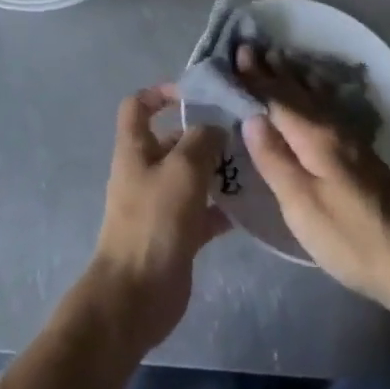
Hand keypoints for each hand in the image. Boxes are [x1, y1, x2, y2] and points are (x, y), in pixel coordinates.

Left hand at [85, 85, 230, 354]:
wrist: (136, 295)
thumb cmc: (155, 222)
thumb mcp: (182, 169)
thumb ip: (202, 139)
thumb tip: (215, 127)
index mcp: (135, 149)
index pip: (138, 106)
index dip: (162, 93)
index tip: (196, 94)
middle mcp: (145, 172)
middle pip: (174, 140)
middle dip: (205, 134)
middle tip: (243, 132)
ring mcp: (160, 204)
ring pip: (192, 176)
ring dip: (218, 170)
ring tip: (253, 165)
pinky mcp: (176, 234)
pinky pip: (202, 211)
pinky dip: (222, 207)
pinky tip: (249, 206)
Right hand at [236, 46, 389, 306]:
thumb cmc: (348, 236)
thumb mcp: (301, 204)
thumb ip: (275, 159)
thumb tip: (251, 117)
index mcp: (315, 138)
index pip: (278, 99)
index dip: (256, 78)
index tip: (238, 52)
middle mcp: (333, 129)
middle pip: (297, 93)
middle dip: (273, 71)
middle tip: (252, 47)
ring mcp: (351, 140)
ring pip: (315, 97)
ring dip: (294, 77)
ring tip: (280, 58)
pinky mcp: (361, 155)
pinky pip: (328, 107)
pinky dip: (314, 92)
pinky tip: (317, 93)